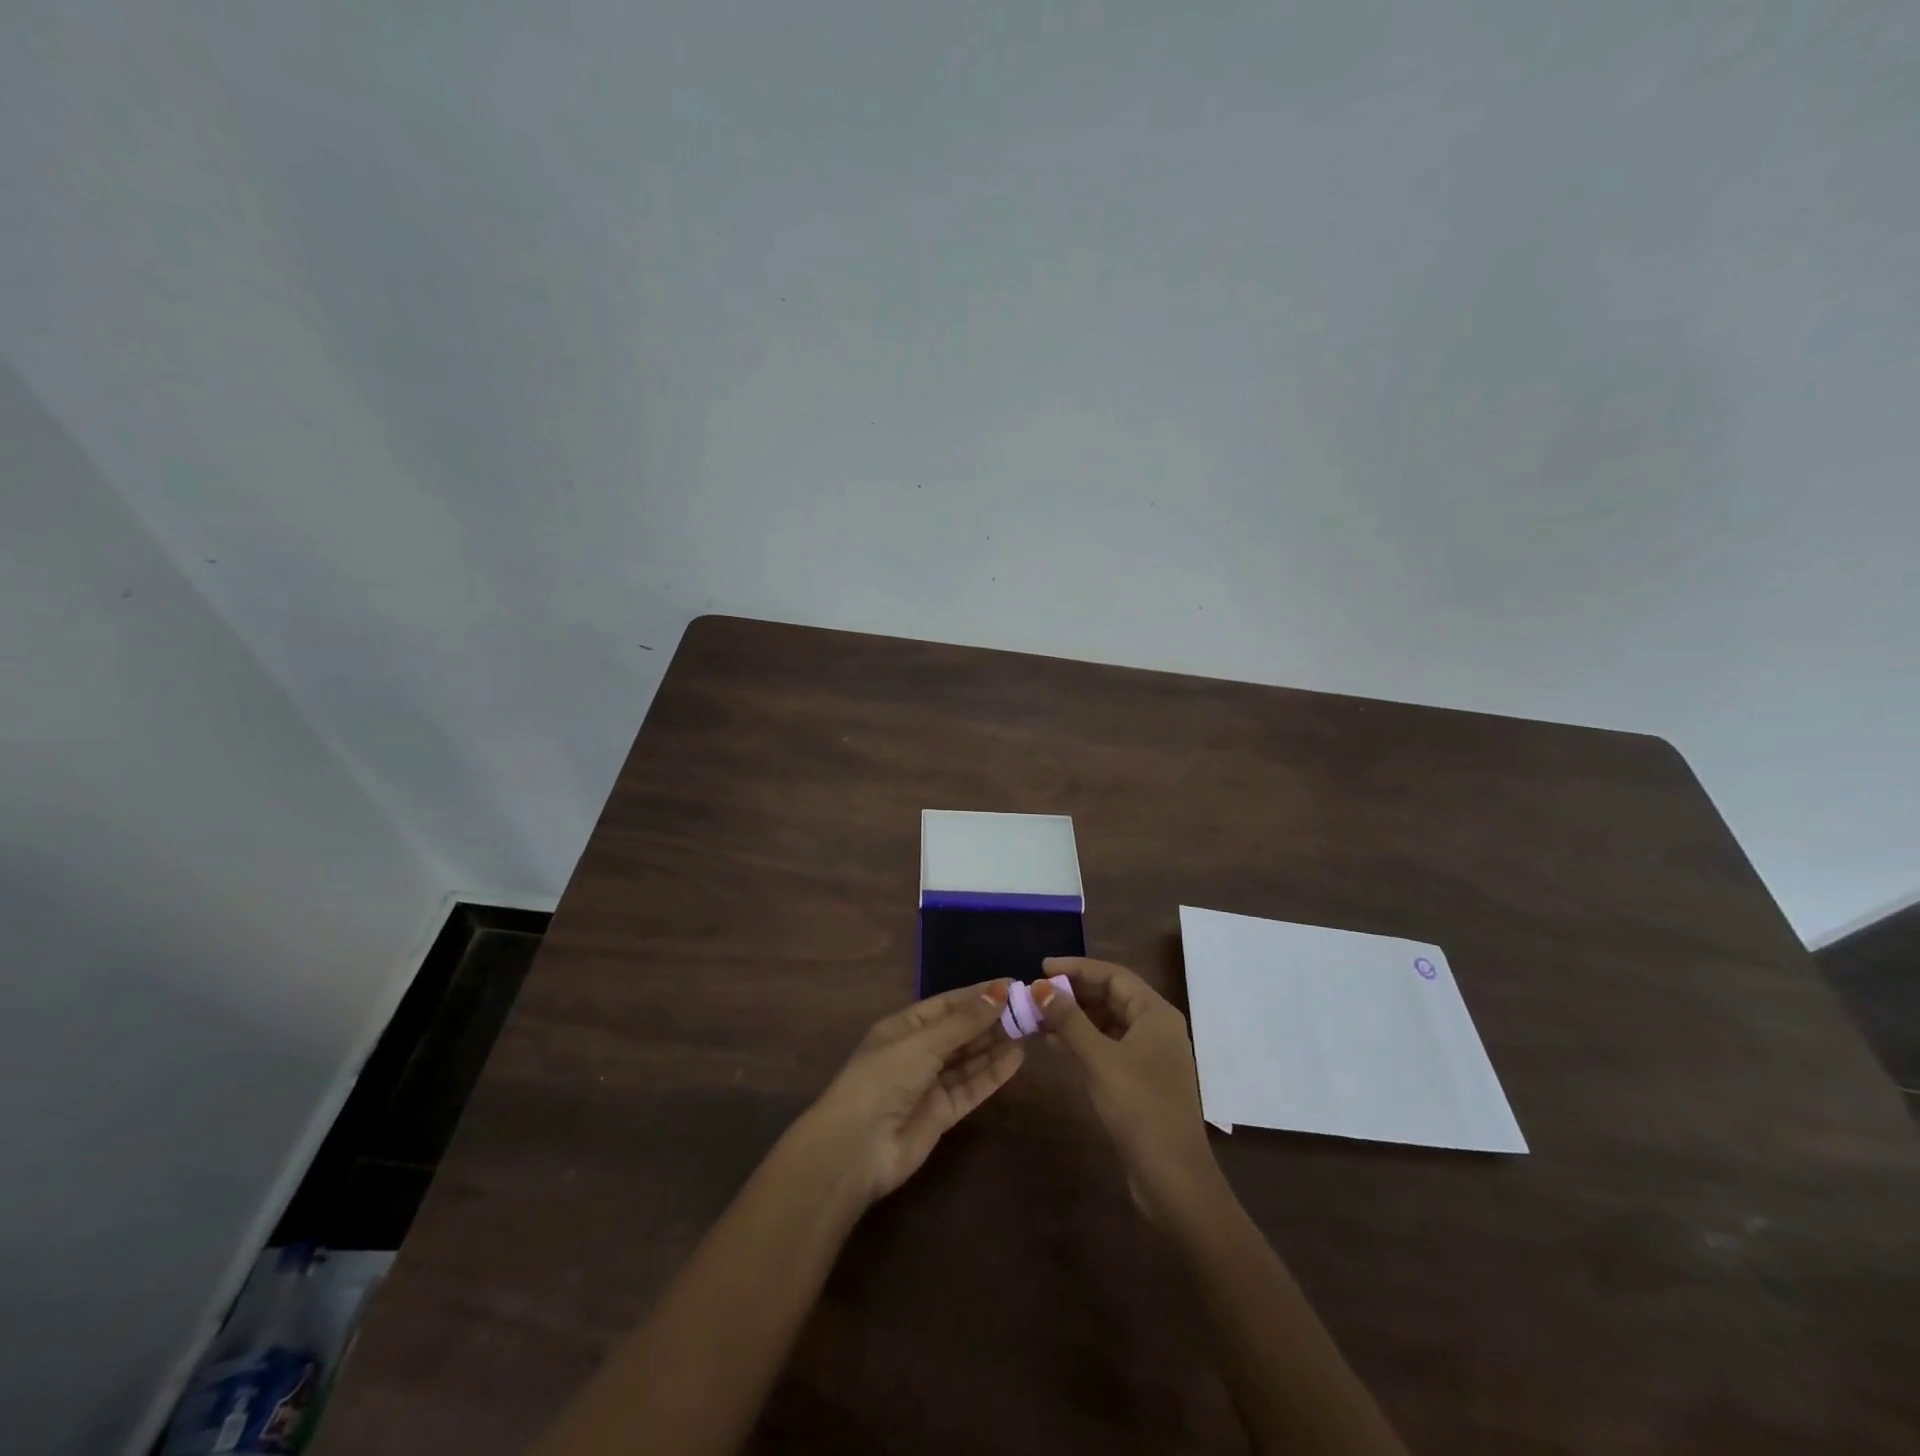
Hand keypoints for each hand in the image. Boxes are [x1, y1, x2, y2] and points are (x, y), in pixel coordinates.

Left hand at [788, 980, 1022, 1210]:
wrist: (857, 1148)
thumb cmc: (884, 1078)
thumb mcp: (924, 1042)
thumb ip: (965, 1021)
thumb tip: (1000, 991)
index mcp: (904, 1026)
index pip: (948, 1004)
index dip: (979, 995)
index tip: (1013, 986)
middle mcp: (918, 1051)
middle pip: (961, 1031)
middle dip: (992, 1019)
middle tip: (1030, 1009)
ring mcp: (930, 1083)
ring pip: (969, 1058)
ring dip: (996, 1044)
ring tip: (1030, 1029)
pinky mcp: (942, 1113)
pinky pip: (972, 1087)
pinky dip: (993, 1073)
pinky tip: (1017, 1058)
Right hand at [1032, 958, 1220, 1226]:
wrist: (1173, 1179)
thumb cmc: (1139, 1108)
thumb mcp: (1099, 1059)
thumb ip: (1069, 1020)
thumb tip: (1039, 986)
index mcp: (1155, 1014)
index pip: (1113, 975)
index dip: (1077, 967)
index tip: (1041, 968)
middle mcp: (1155, 1027)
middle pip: (1110, 996)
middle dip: (1073, 993)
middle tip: (1036, 993)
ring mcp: (1149, 1055)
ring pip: (1106, 1022)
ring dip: (1074, 1018)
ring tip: (1037, 1017)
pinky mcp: (1139, 1080)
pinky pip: (1107, 1046)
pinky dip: (1082, 1041)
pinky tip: (1053, 1044)